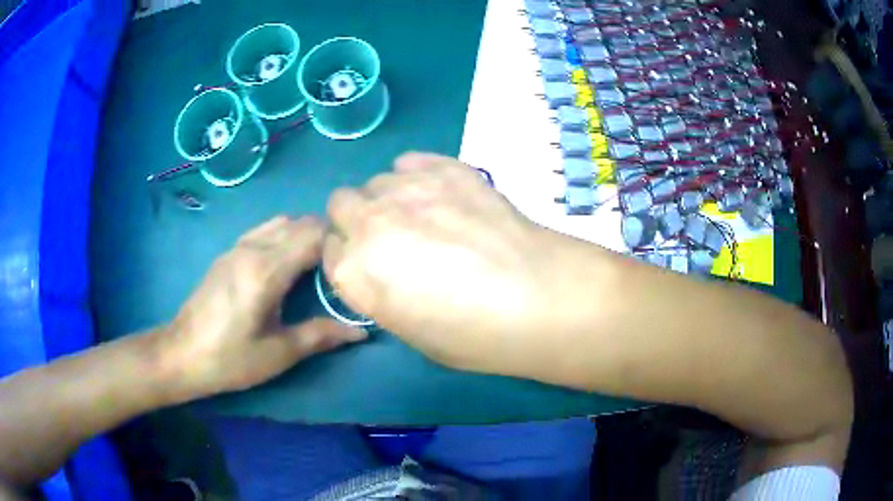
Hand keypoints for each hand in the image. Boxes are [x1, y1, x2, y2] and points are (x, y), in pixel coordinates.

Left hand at [161, 216, 366, 397]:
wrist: (181, 354)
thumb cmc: (229, 359)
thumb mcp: (277, 354)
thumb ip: (320, 336)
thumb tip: (361, 331)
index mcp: (266, 271)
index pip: (313, 236)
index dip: (338, 243)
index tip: (356, 262)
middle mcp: (252, 248)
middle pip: (299, 223)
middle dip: (326, 236)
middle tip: (343, 265)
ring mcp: (237, 247)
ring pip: (281, 222)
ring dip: (304, 234)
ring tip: (319, 263)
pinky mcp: (227, 253)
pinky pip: (264, 230)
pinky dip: (284, 235)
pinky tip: (287, 264)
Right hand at [323, 153, 574, 375]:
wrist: (538, 296)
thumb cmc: (476, 334)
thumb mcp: (414, 333)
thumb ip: (383, 295)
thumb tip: (386, 273)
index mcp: (353, 273)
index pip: (328, 251)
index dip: (349, 257)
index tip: (369, 264)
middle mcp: (367, 223)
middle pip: (341, 205)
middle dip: (357, 220)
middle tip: (391, 237)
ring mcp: (405, 189)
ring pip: (375, 182)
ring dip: (388, 198)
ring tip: (425, 216)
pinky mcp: (443, 167)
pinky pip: (409, 161)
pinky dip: (417, 175)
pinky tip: (442, 194)